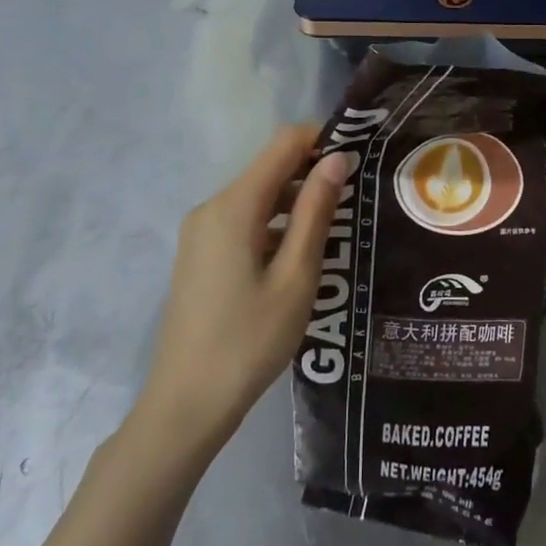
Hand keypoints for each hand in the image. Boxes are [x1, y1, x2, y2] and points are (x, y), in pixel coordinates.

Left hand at [137, 126, 355, 450]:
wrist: (186, 405)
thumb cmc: (249, 340)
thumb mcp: (296, 276)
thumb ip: (316, 212)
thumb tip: (337, 158)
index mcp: (234, 206)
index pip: (283, 144)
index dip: (322, 140)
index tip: (359, 159)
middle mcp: (212, 207)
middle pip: (269, 169)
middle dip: (312, 173)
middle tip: (356, 201)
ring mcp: (201, 232)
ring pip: (257, 197)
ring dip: (296, 202)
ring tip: (336, 231)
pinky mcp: (199, 254)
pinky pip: (243, 221)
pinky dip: (274, 225)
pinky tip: (299, 257)